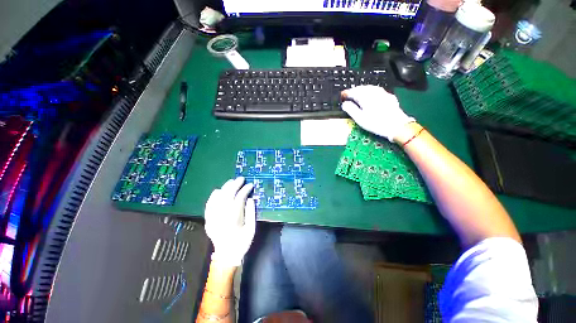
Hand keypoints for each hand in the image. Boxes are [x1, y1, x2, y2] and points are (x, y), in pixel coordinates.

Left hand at [204, 177, 255, 266]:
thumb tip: (250, 198)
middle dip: (235, 185)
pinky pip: (209, 205)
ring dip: (225, 188)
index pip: (239, 199)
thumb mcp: (251, 229)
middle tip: (241, 179)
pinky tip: (218, 190)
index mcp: (233, 219)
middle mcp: (221, 217)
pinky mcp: (208, 220)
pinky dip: (213, 197)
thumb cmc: (242, 242)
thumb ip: (251, 213)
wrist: (226, 255)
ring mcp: (213, 218)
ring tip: (231, 181)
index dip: (245, 190)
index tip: (250, 185)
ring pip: (217, 198)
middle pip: (227, 196)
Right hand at [341, 85, 414, 141]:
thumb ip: (351, 109)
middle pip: (362, 88)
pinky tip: (371, 95)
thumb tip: (344, 104)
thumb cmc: (376, 123)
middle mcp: (374, 93)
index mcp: (366, 97)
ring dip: (362, 89)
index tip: (342, 95)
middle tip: (349, 94)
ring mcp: (383, 93)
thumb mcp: (360, 118)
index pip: (354, 91)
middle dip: (354, 90)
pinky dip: (371, 91)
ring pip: (370, 87)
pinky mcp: (389, 97)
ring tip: (358, 93)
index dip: (347, 93)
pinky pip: (378, 90)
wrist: (396, 125)